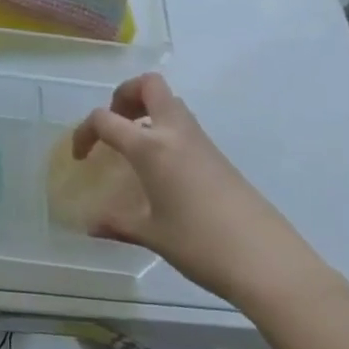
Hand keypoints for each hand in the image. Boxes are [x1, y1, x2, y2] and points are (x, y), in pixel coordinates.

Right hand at [72, 73, 332, 305]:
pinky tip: (162, 170)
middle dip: (124, 95)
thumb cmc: (200, 244)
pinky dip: (165, 131)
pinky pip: (184, 126)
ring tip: (134, 146)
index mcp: (151, 147)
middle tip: (116, 124)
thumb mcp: (152, 235)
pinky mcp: (219, 157)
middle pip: (148, 85)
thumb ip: (118, 224)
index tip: (80, 157)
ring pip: (170, 102)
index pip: (105, 119)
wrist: (269, 262)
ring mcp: (201, 142)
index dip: (84, 132)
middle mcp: (175, 133)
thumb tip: (91, 226)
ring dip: (147, 111)